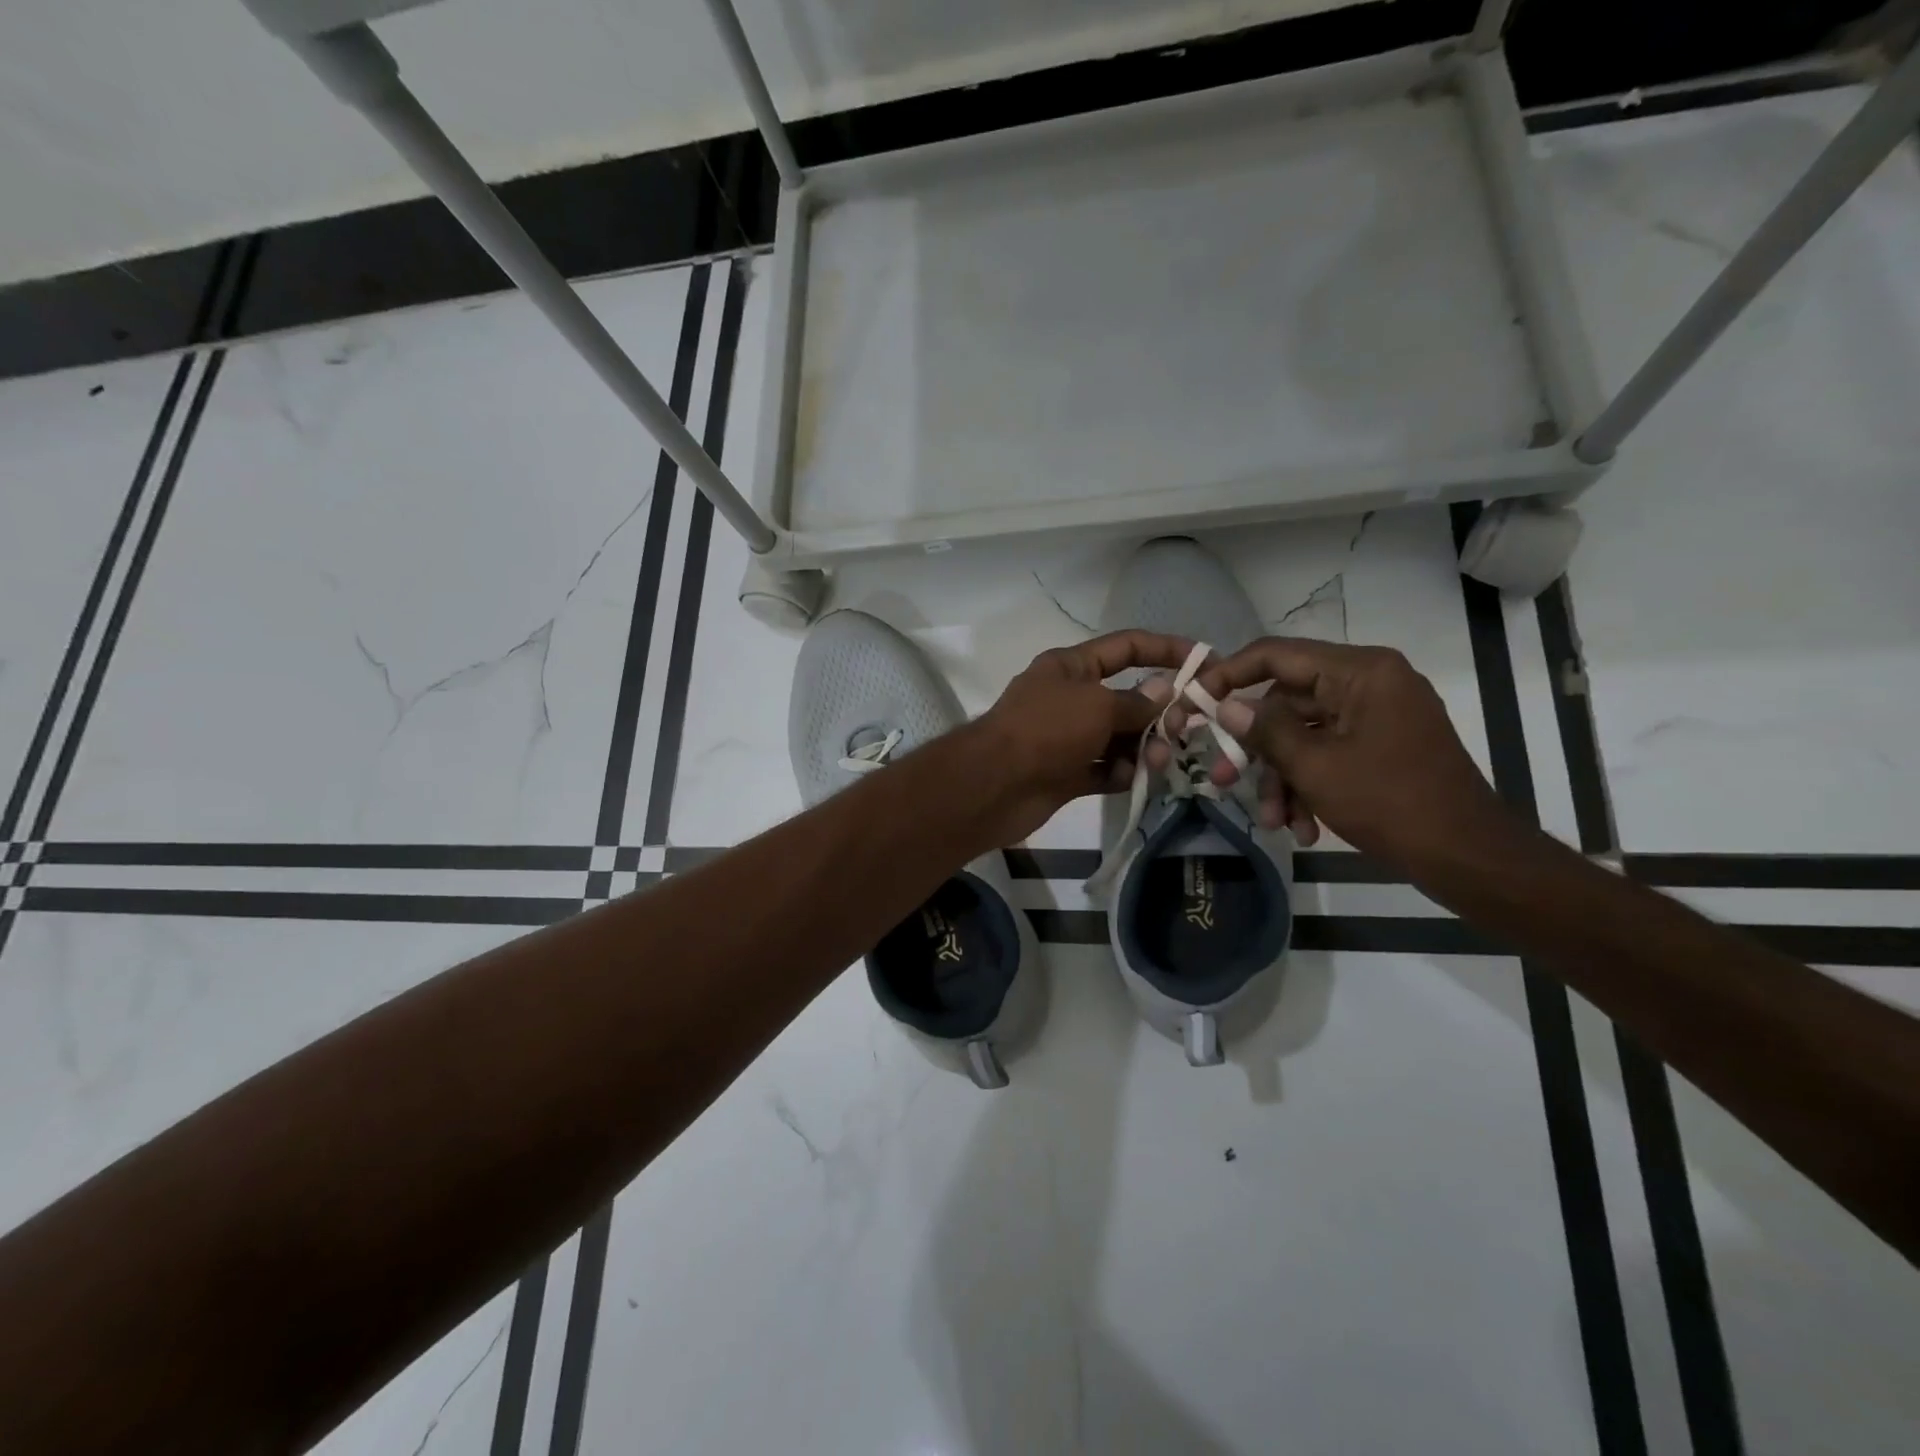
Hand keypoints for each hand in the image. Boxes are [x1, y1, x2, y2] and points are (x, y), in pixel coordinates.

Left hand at [968, 631, 1192, 845]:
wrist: (993, 786)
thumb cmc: (1045, 731)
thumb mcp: (1096, 706)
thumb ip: (1136, 701)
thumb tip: (1164, 690)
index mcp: (1071, 667)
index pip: (1127, 647)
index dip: (1167, 649)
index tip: (1207, 660)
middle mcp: (1070, 698)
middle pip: (1128, 698)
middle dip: (1159, 712)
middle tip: (1182, 729)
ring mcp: (1068, 738)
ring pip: (1121, 737)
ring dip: (1144, 747)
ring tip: (1156, 761)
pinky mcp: (1067, 773)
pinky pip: (1106, 769)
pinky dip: (1121, 773)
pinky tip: (1130, 779)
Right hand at [1191, 638, 1512, 871]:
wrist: (1468, 857)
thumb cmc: (1390, 802)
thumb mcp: (1315, 766)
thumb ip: (1265, 729)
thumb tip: (1226, 705)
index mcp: (1360, 672)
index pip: (1277, 654)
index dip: (1229, 674)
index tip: (1195, 700)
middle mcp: (1369, 683)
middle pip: (1287, 703)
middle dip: (1257, 750)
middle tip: (1222, 779)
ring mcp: (1378, 715)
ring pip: (1304, 735)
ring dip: (1282, 779)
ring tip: (1273, 822)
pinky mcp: (1382, 745)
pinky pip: (1330, 753)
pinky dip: (1310, 786)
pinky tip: (1304, 827)